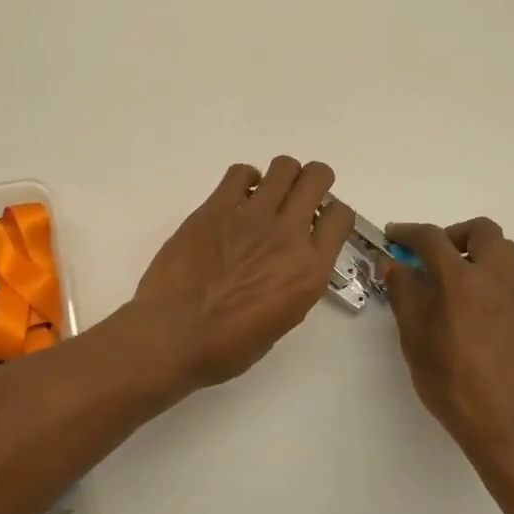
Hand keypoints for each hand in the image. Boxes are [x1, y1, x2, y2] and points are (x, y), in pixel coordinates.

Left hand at [133, 157, 353, 388]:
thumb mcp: (282, 320)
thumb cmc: (226, 346)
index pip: (340, 217)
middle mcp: (288, 235)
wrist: (172, 335)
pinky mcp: (216, 208)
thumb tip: (289, 260)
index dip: (332, 214)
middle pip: (316, 178)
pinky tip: (237, 197)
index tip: (319, 221)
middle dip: (314, 180)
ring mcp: (252, 217)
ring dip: (282, 176)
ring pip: (283, 167)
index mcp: (309, 270)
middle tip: (300, 194)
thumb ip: (295, 282)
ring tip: (268, 194)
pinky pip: (239, 172)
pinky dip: (244, 179)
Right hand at [385, 219, 513, 478]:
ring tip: (461, 290)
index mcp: (462, 281)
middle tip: (437, 258)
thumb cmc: (454, 386)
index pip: (432, 238)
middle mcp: (500, 279)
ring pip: (508, 258)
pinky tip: (487, 327)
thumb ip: (404, 295)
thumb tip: (396, 265)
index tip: (395, 237)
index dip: (408, 232)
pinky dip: (499, 293)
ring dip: (481, 260)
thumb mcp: (415, 341)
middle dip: (456, 235)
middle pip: (484, 231)